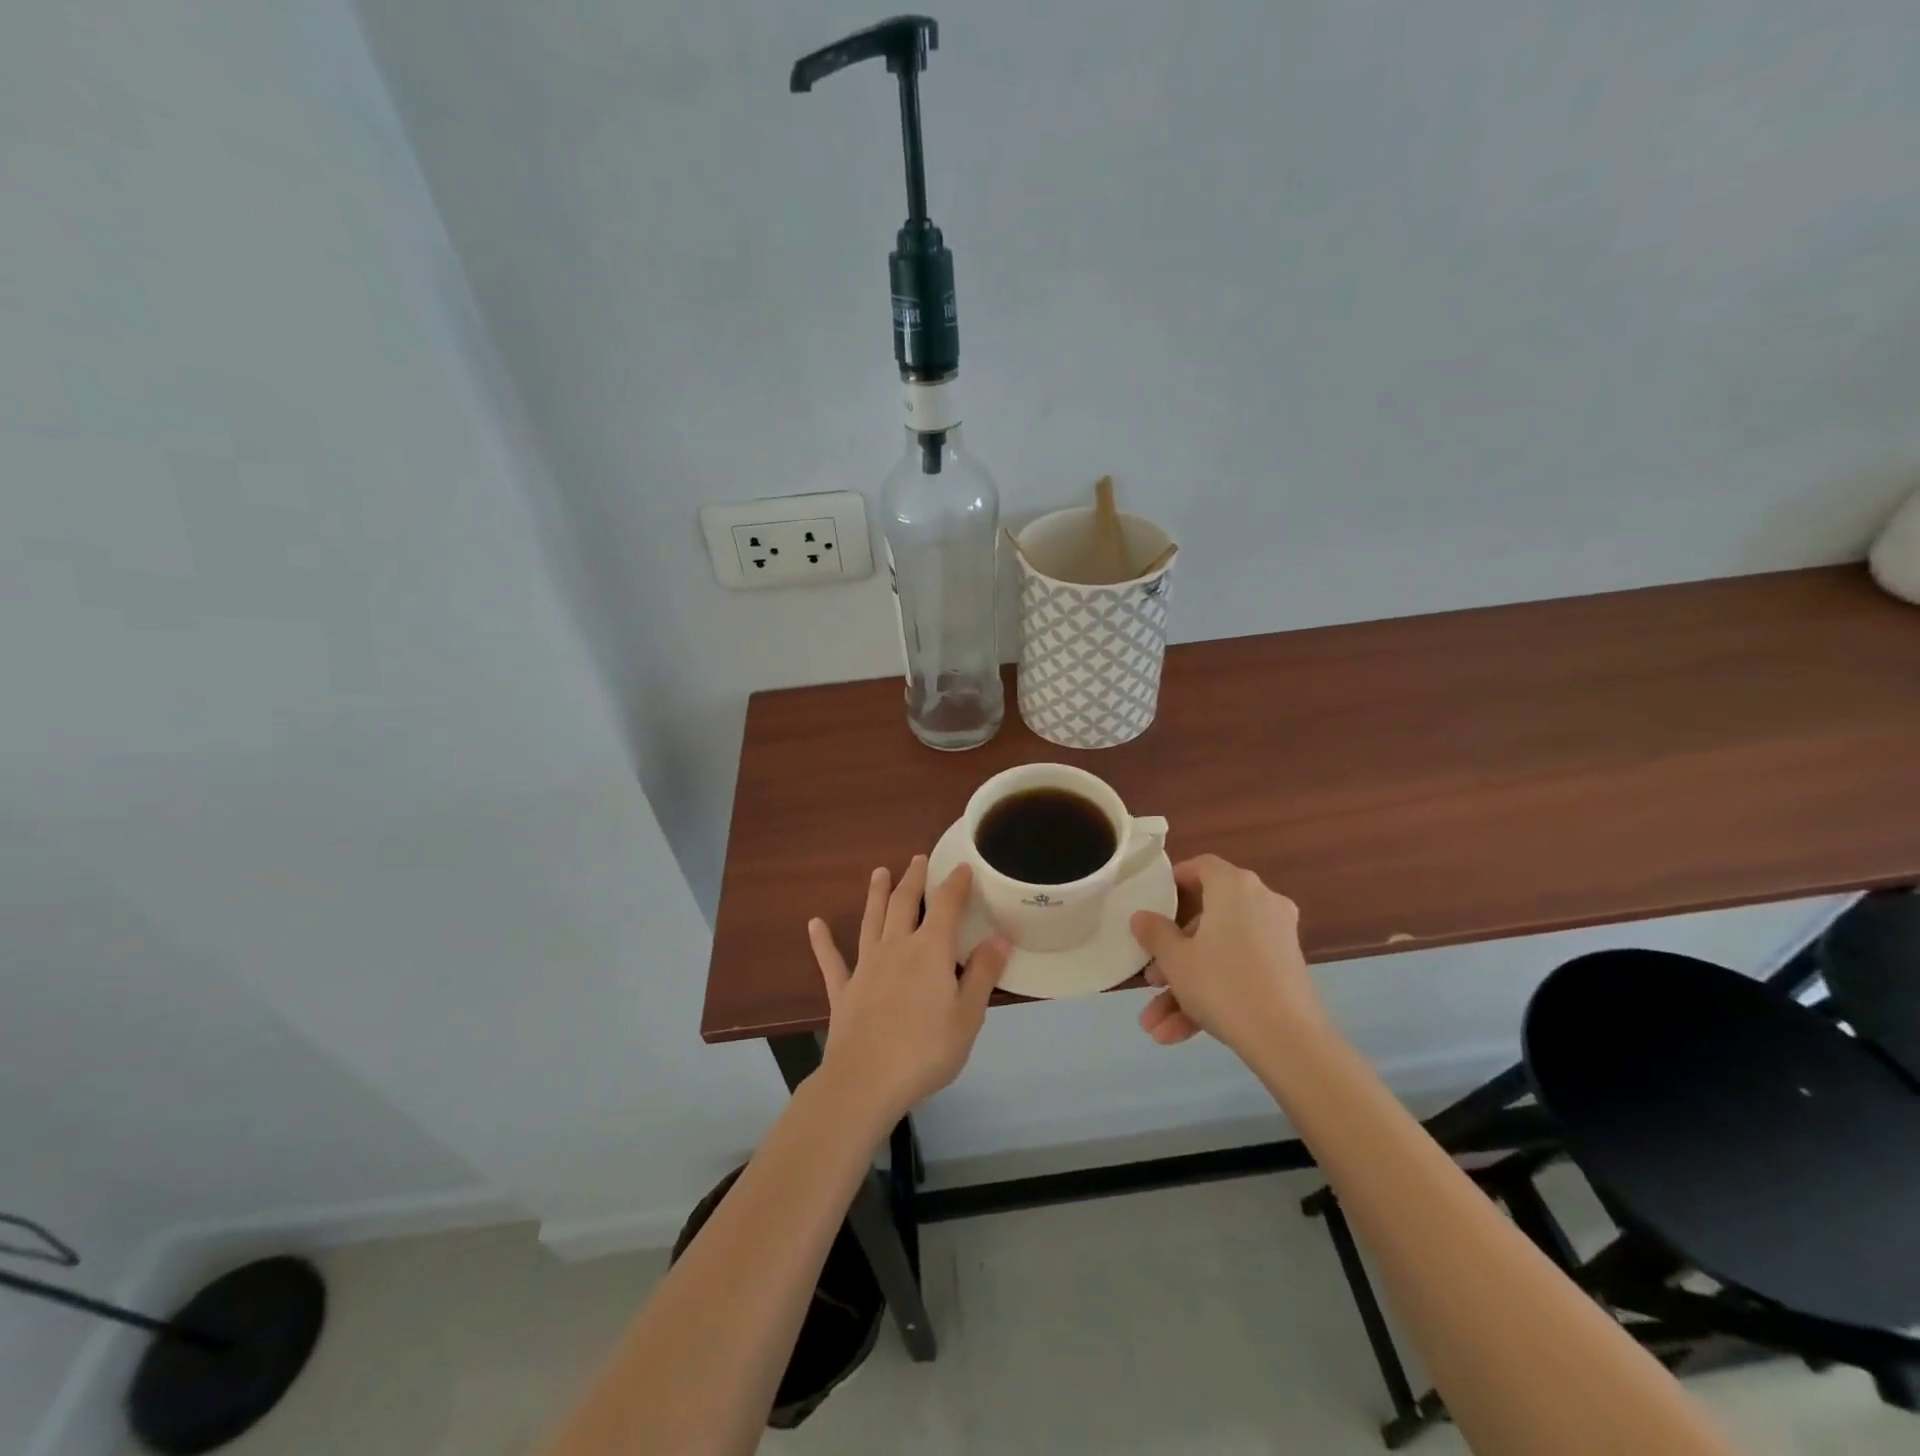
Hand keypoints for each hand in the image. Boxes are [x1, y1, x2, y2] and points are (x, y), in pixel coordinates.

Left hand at [808, 856, 1010, 1121]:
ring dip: (876, 894)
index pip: (946, 906)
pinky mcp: (843, 990)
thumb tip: (1000, 938)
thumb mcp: (968, 1015)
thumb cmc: (926, 1050)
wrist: (866, 1081)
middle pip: (904, 903)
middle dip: (914, 879)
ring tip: (879, 872)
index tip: (962, 867)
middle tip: (918, 858)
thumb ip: (982, 974)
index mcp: (930, 951)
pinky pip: (831, 960)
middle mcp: (896, 947)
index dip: (956, 884)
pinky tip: (814, 924)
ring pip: (871, 920)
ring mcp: (865, 967)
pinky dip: (823, 941)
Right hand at [1128, 854, 1328, 1057]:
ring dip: (1185, 987)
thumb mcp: (1176, 960)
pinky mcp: (1285, 972)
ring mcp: (1276, 939)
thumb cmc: (1223, 984)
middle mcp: (1261, 904)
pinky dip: (1211, 998)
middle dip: (1173, 955)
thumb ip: (1155, 933)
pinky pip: (1239, 973)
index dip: (1175, 880)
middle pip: (1207, 919)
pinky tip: (1176, 1036)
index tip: (1154, 901)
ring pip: (1220, 954)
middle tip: (1151, 979)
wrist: (1289, 1042)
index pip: (1202, 867)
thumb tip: (1141, 916)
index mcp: (1234, 888)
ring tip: (1154, 1025)